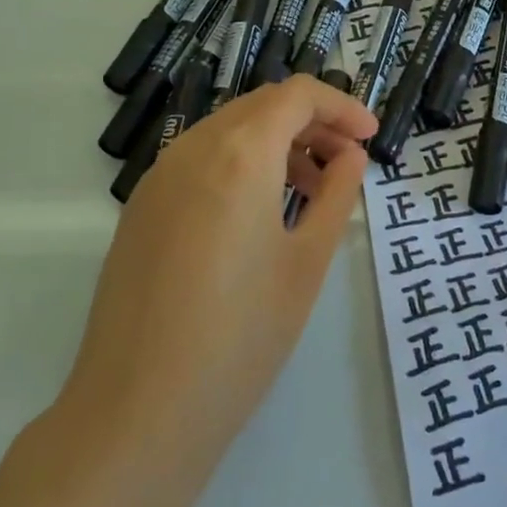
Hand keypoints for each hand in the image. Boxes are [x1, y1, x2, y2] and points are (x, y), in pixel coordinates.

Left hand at [64, 75, 378, 470]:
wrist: (137, 411)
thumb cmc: (240, 337)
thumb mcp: (306, 264)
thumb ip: (336, 196)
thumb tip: (351, 157)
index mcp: (240, 154)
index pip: (297, 95)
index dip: (341, 106)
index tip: (370, 137)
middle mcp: (193, 147)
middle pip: (262, 106)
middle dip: (312, 122)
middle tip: (347, 162)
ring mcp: (159, 175)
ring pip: (229, 130)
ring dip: (276, 142)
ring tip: (309, 190)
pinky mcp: (141, 206)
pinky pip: (200, 159)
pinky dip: (240, 163)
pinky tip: (258, 212)